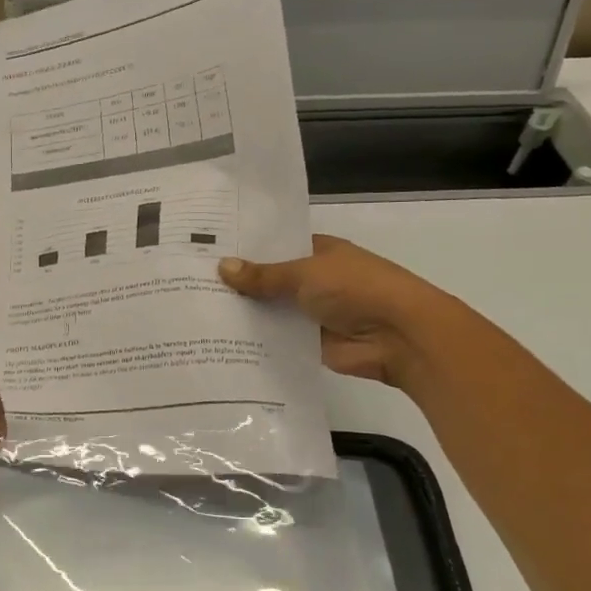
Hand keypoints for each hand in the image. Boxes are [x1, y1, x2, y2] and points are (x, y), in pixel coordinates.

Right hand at [218, 235, 449, 389]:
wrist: (399, 336)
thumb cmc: (356, 289)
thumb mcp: (305, 273)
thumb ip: (264, 275)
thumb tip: (222, 267)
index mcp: (318, 252)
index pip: (275, 246)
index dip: (245, 249)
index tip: (206, 252)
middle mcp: (314, 279)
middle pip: (270, 281)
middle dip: (239, 285)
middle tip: (190, 284)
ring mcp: (312, 313)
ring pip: (271, 311)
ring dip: (245, 314)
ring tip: (196, 313)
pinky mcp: (310, 343)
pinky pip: (278, 339)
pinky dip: (257, 340)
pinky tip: (220, 341)